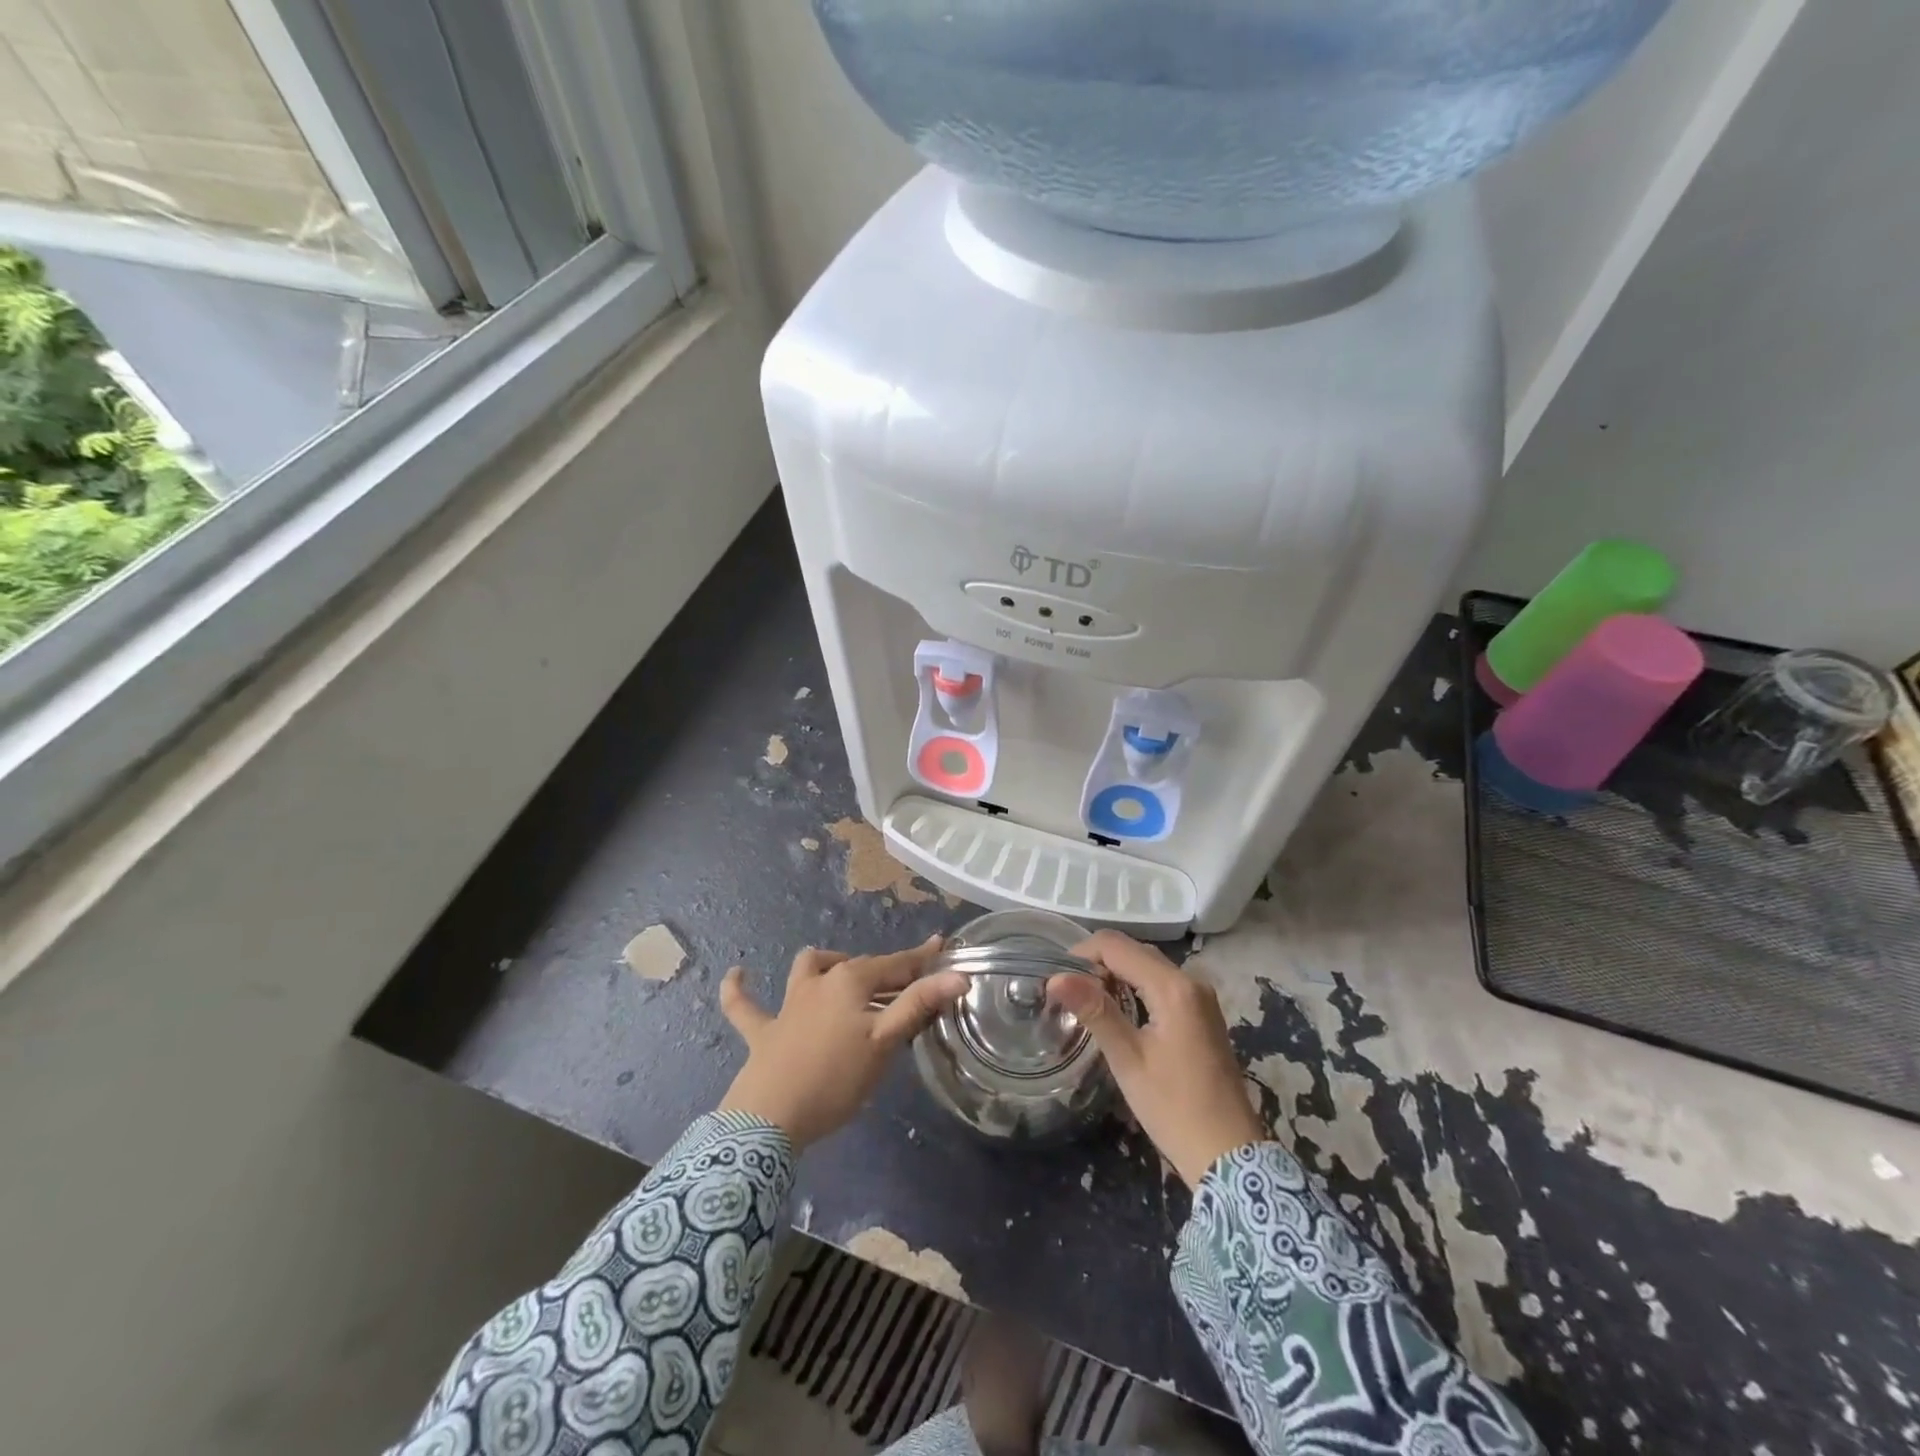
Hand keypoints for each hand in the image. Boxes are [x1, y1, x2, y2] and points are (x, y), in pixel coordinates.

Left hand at [717, 936, 968, 1148]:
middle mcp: (820, 981)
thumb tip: (959, 975)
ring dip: (826, 965)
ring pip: (808, 969)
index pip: (896, 965)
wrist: (770, 1118)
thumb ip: (919, 1005)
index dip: (922, 960)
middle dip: (888, 972)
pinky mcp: (762, 1031)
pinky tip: (737, 974)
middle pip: (861, 968)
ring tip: (841, 971)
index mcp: (851, 981)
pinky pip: (745, 1006)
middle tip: (912, 985)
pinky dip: (739, 991)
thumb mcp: (885, 1042)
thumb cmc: (835, 1078)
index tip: (942, 947)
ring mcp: (788, 1005)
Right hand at [1048, 931, 1267, 1188]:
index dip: (1082, 953)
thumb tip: (1056, 977)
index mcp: (1173, 987)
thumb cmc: (1174, 1108)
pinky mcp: (1203, 1014)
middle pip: (1135, 951)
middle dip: (1099, 963)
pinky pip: (1163, 984)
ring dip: (1117, 974)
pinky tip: (1119, 1011)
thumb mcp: (1128, 1059)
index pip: (1117, 946)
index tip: (1057, 979)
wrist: (1230, 1155)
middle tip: (1070, 993)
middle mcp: (1191, 981)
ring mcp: (1201, 998)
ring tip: (1088, 1002)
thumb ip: (1094, 1011)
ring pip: (1149, 966)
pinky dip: (1137, 987)